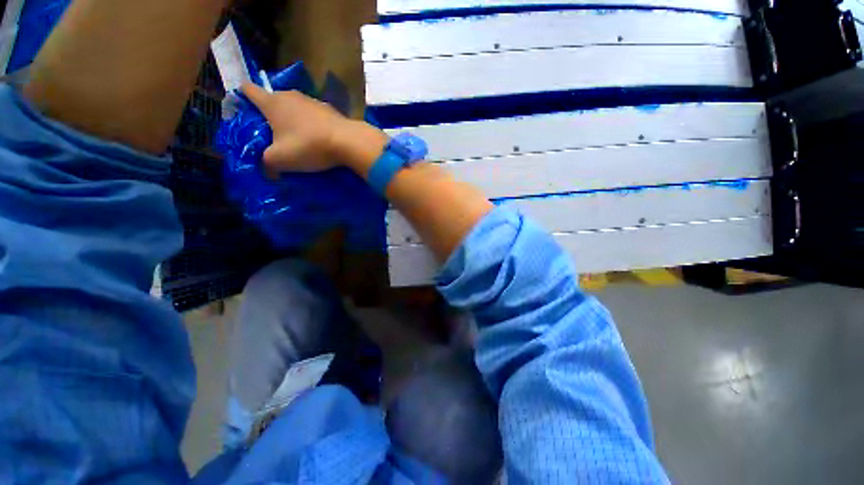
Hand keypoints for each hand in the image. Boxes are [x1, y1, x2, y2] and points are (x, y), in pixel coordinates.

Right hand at [241, 83, 350, 172]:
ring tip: (297, 139)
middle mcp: (291, 95)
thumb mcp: (279, 160)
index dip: (242, 97)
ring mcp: (313, 101)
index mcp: (272, 102)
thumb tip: (267, 170)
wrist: (348, 142)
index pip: (248, 89)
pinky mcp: (330, 110)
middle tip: (272, 135)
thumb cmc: (308, 146)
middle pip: (273, 100)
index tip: (243, 110)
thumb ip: (266, 163)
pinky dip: (312, 125)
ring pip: (295, 108)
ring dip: (293, 120)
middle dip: (270, 115)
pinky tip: (317, 140)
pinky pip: (314, 116)